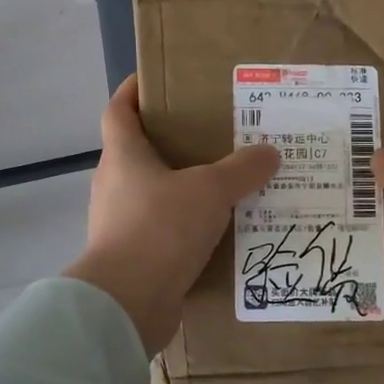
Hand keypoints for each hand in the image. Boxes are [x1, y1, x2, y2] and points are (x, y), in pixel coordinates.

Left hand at [64, 76, 280, 355]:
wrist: (127, 303)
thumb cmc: (160, 229)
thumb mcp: (209, 191)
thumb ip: (241, 170)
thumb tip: (269, 152)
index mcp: (123, 156)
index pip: (119, 110)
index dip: (133, 90)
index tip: (156, 80)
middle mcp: (114, 185)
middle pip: (138, 152)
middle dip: (172, 142)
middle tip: (214, 136)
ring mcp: (118, 223)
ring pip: (153, 193)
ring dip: (183, 188)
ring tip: (225, 185)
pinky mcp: (131, 256)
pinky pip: (162, 230)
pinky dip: (185, 226)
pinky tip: (219, 230)